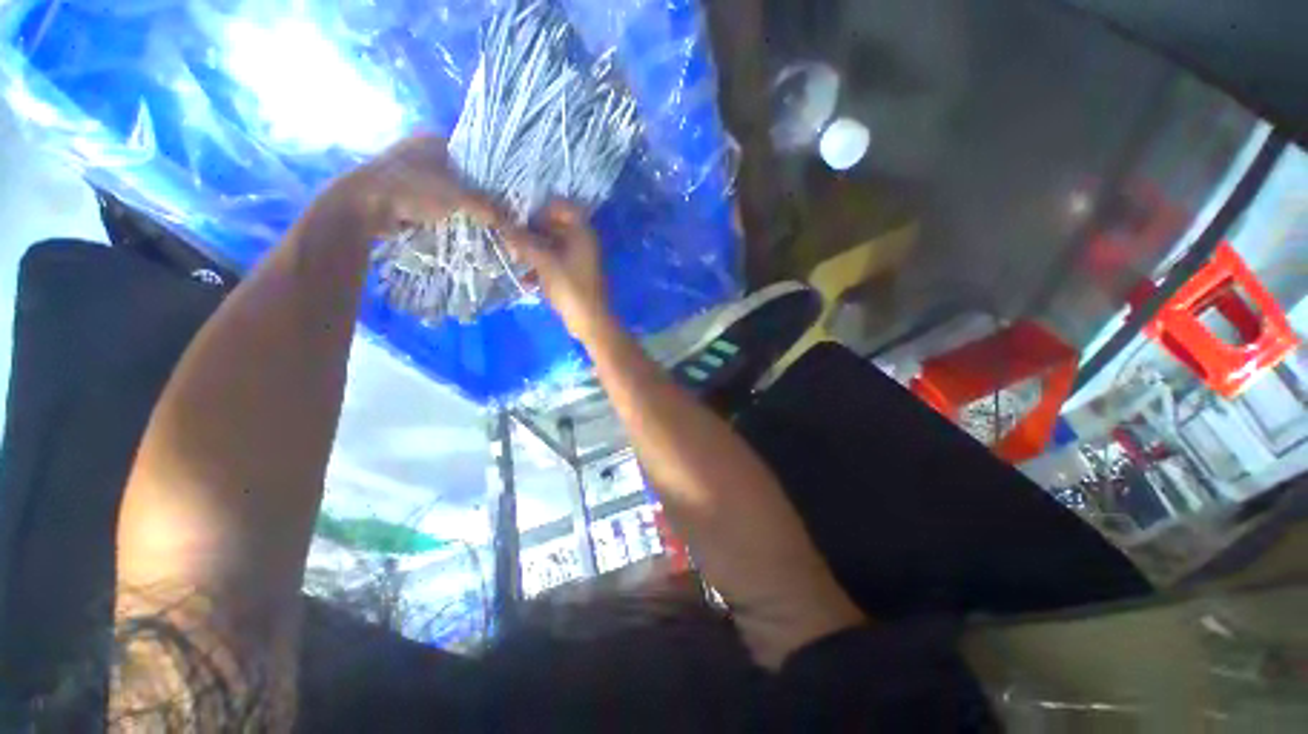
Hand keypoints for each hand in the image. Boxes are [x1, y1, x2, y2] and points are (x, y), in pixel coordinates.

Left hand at [329, 134, 505, 236]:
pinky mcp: (405, 190)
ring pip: (450, 189)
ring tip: (485, 221)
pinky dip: (449, 212)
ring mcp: (413, 170)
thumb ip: (488, 208)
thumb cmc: (412, 189)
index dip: (494, 176)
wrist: (365, 206)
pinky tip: (463, 224)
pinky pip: (437, 201)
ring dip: (464, 205)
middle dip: (480, 194)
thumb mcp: (458, 197)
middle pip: (464, 174)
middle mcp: (424, 150)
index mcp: (436, 139)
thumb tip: (514, 222)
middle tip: (499, 212)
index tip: (508, 196)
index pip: (476, 156)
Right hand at [505, 201, 610, 339]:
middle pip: (553, 227)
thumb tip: (500, 222)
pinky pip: (554, 264)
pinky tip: (525, 280)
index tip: (520, 220)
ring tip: (515, 260)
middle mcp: (582, 242)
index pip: (561, 206)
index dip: (540, 210)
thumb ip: (523, 241)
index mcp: (581, 232)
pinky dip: (540, 268)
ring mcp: (579, 260)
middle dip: (531, 233)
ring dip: (533, 251)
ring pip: (552, 246)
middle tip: (512, 242)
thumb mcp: (544, 262)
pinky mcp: (574, 275)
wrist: (590, 321)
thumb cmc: (570, 287)